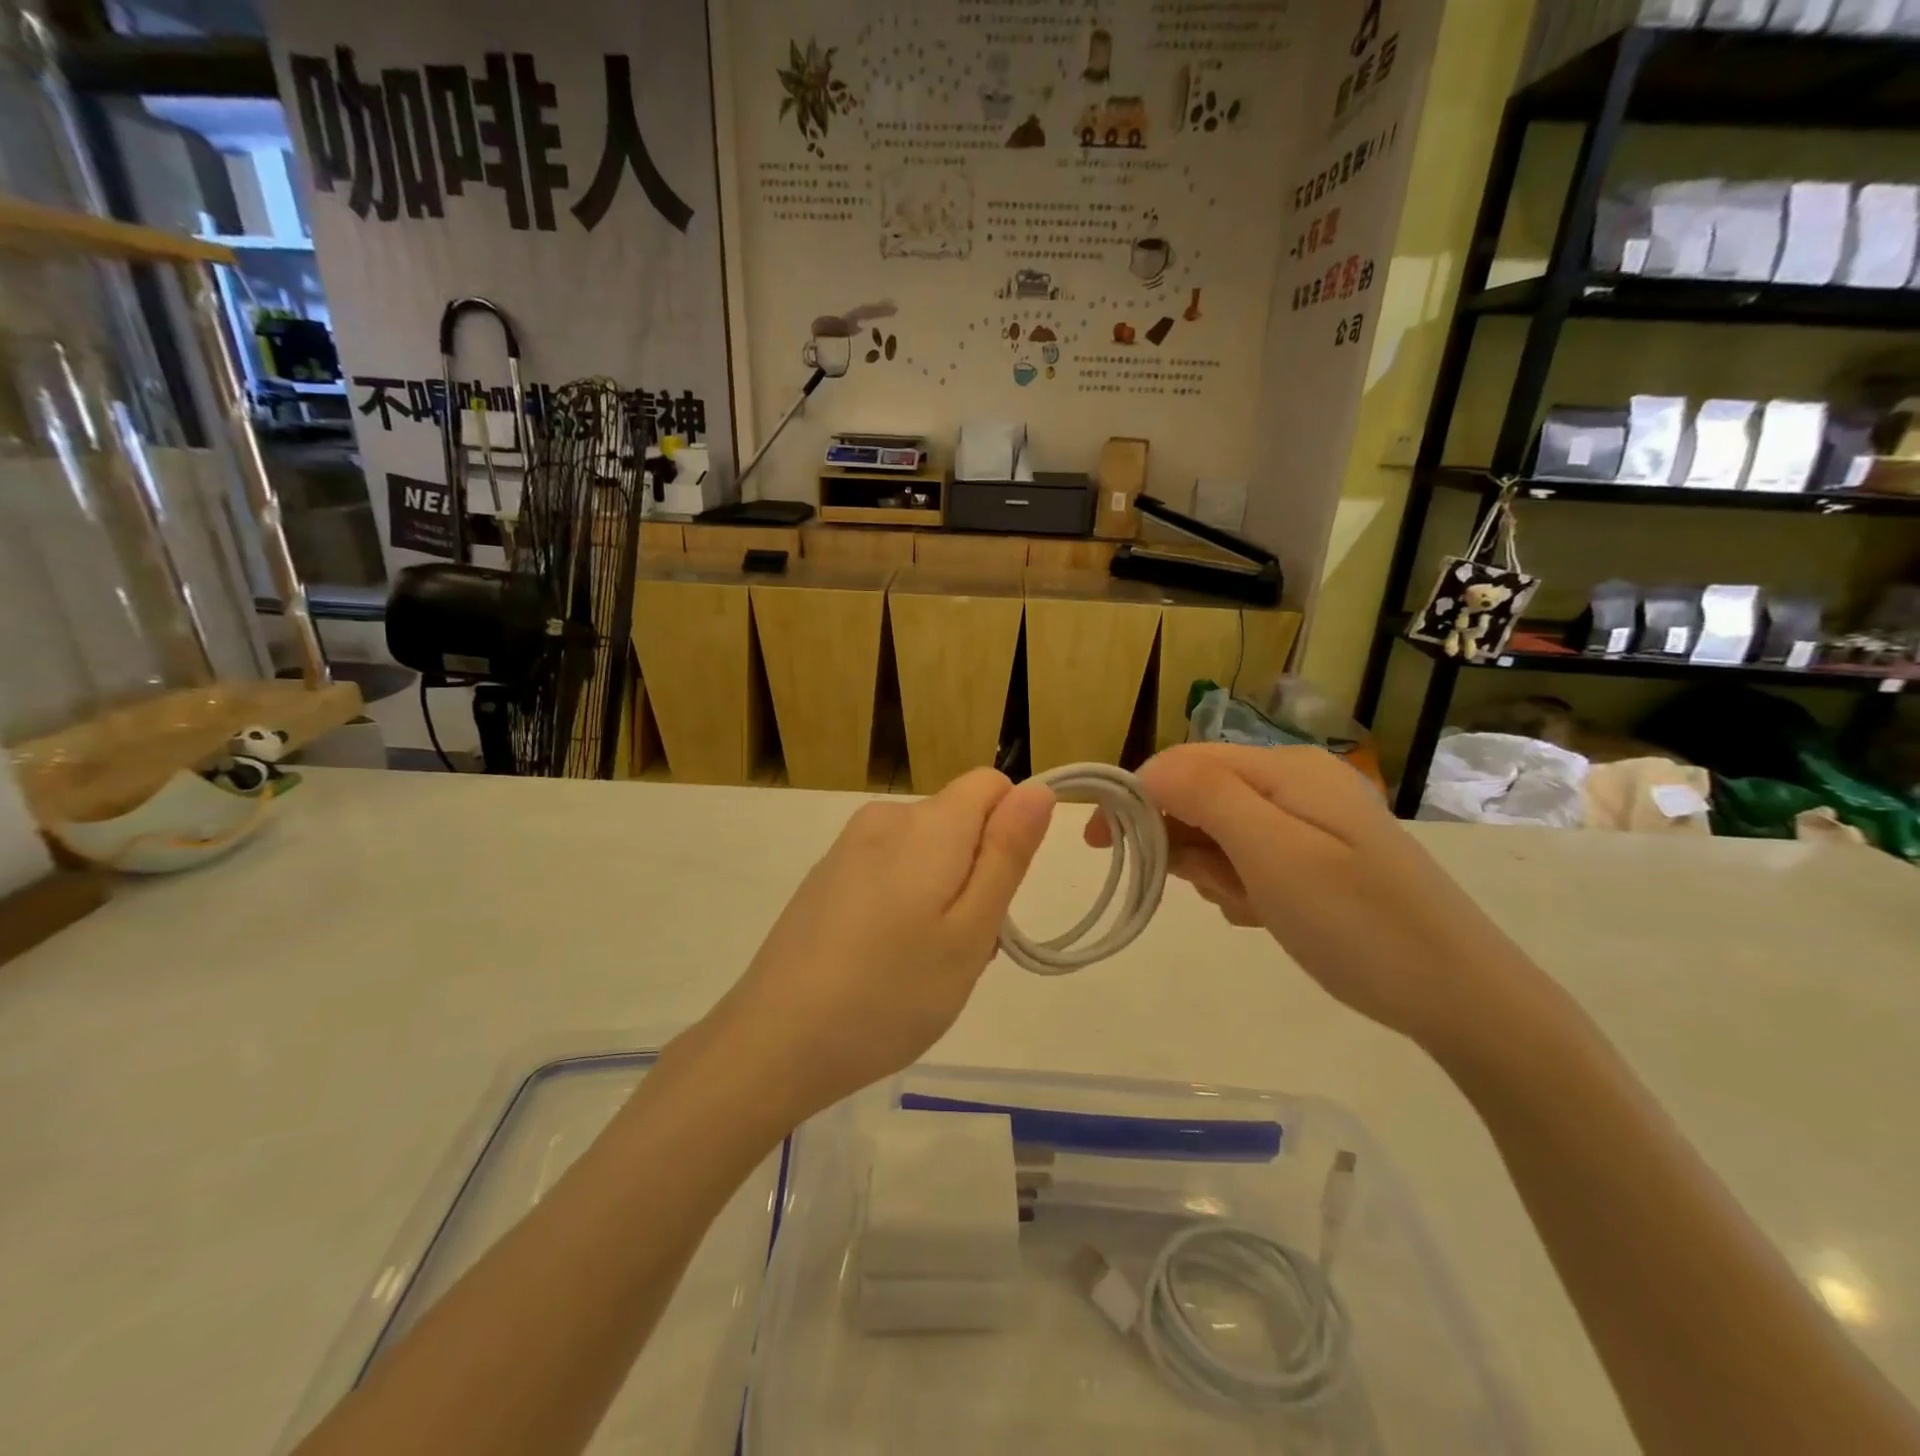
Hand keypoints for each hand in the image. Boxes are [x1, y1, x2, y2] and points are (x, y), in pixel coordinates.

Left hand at [707, 770, 1053, 1120]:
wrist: (775, 1041)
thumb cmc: (890, 993)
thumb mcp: (970, 931)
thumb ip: (1007, 854)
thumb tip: (1038, 788)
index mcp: (927, 823)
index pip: (992, 785)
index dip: (1010, 833)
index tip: (996, 896)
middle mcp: (885, 818)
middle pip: (960, 821)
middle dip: (977, 872)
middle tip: (962, 949)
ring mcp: (848, 846)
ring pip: (927, 849)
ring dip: (943, 893)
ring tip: (924, 964)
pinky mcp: (826, 875)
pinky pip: (889, 868)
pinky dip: (904, 902)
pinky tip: (885, 961)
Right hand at [1088, 744, 1534, 1051]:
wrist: (1462, 996)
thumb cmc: (1358, 923)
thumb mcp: (1274, 855)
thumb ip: (1208, 798)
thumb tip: (1150, 769)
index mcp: (1284, 768)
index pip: (1182, 762)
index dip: (1135, 796)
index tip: (1103, 847)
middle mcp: (1295, 781)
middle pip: (1200, 794)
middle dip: (1184, 842)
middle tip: (1212, 890)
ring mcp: (1310, 819)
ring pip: (1220, 830)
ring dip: (1213, 870)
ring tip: (1249, 908)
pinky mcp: (1318, 855)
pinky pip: (1250, 856)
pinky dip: (1240, 884)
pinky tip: (1263, 915)